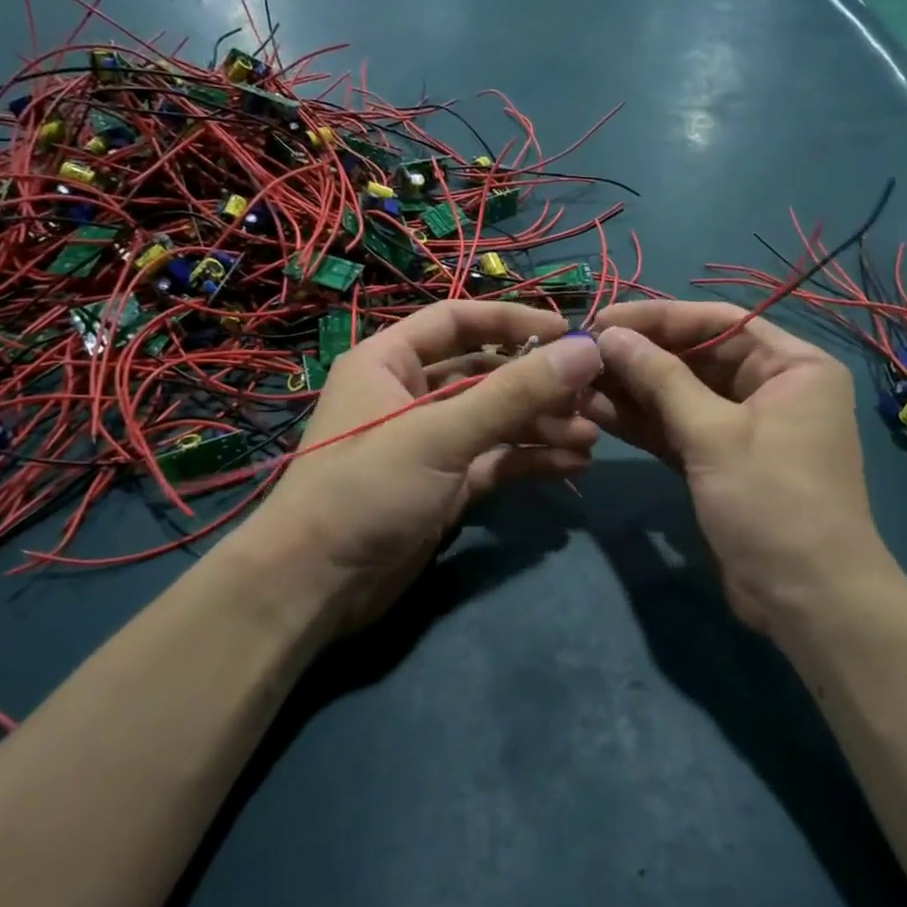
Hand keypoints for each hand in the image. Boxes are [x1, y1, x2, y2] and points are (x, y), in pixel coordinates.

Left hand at [248, 302, 603, 635]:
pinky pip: (494, 460)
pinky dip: (529, 459)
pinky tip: (573, 464)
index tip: (569, 332)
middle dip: (536, 384)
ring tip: (590, 435)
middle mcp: (408, 395)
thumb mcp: (440, 434)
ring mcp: (428, 443)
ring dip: (540, 424)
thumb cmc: (367, 489)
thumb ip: (514, 393)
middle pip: (484, 373)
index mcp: (388, 362)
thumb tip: (586, 349)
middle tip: (591, 394)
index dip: (513, 321)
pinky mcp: (443, 486)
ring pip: (494, 420)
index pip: (457, 321)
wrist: (316, 585)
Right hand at [586, 301, 897, 635]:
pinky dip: (642, 422)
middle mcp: (771, 388)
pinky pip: (677, 429)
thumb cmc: (772, 502)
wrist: (805, 600)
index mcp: (792, 366)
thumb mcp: (714, 434)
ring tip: (578, 380)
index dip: (658, 318)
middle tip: (582, 352)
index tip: (603, 318)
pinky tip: (596, 410)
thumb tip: (609, 335)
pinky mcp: (719, 461)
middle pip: (696, 356)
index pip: (719, 322)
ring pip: (680, 395)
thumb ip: (660, 380)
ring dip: (632, 389)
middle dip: (640, 355)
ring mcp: (743, 427)